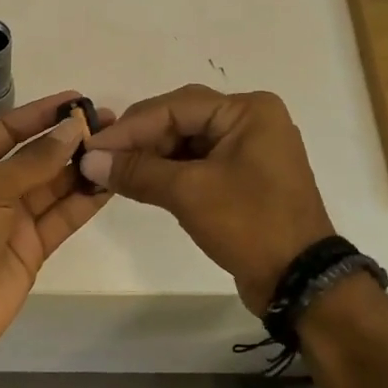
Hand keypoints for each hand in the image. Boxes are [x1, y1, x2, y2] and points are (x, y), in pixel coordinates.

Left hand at [0, 91, 112, 365]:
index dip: (41, 113)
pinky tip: (110, 184)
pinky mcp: (34, 246)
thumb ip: (35, 160)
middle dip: (70, 140)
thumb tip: (72, 128)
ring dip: (83, 168)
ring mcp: (15, 219)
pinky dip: (85, 202)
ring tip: (118, 148)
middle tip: (111, 124)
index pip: (10, 129)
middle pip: (38, 156)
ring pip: (55, 186)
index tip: (77, 99)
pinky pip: (63, 217)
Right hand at [78, 85, 333, 314]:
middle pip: (180, 119)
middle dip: (138, 140)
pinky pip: (197, 163)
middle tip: (99, 158)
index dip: (129, 128)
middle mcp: (250, 120)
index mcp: (247, 111)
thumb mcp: (189, 193)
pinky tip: (139, 182)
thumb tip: (89, 160)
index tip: (91, 146)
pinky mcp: (243, 176)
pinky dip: (167, 172)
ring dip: (150, 157)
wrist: (298, 280)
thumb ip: (136, 171)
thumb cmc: (249, 224)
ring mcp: (248, 149)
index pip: (174, 107)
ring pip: (185, 142)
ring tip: (113, 172)